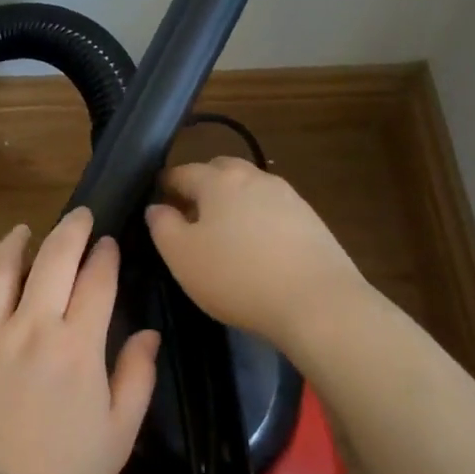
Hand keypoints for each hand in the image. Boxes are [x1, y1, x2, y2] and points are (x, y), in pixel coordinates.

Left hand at [0, 207, 160, 473]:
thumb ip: (137, 378)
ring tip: (22, 232)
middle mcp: (28, 326)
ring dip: (15, 244)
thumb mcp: (118, 436)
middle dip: (70, 229)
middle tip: (78, 216)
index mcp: (76, 346)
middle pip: (53, 259)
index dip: (105, 256)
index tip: (108, 244)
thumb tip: (147, 333)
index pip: (96, 282)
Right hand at [145, 157, 365, 351]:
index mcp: (219, 180)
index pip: (182, 172)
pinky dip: (257, 220)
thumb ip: (162, 226)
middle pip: (221, 171)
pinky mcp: (311, 221)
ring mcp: (288, 197)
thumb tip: (157, 207)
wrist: (317, 302)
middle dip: (202, 186)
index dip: (165, 186)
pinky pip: (273, 211)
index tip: (157, 202)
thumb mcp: (182, 256)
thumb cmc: (236, 276)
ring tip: (223, 235)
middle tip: (190, 216)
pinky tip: (256, 248)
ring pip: (250, 190)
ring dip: (232, 203)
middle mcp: (255, 177)